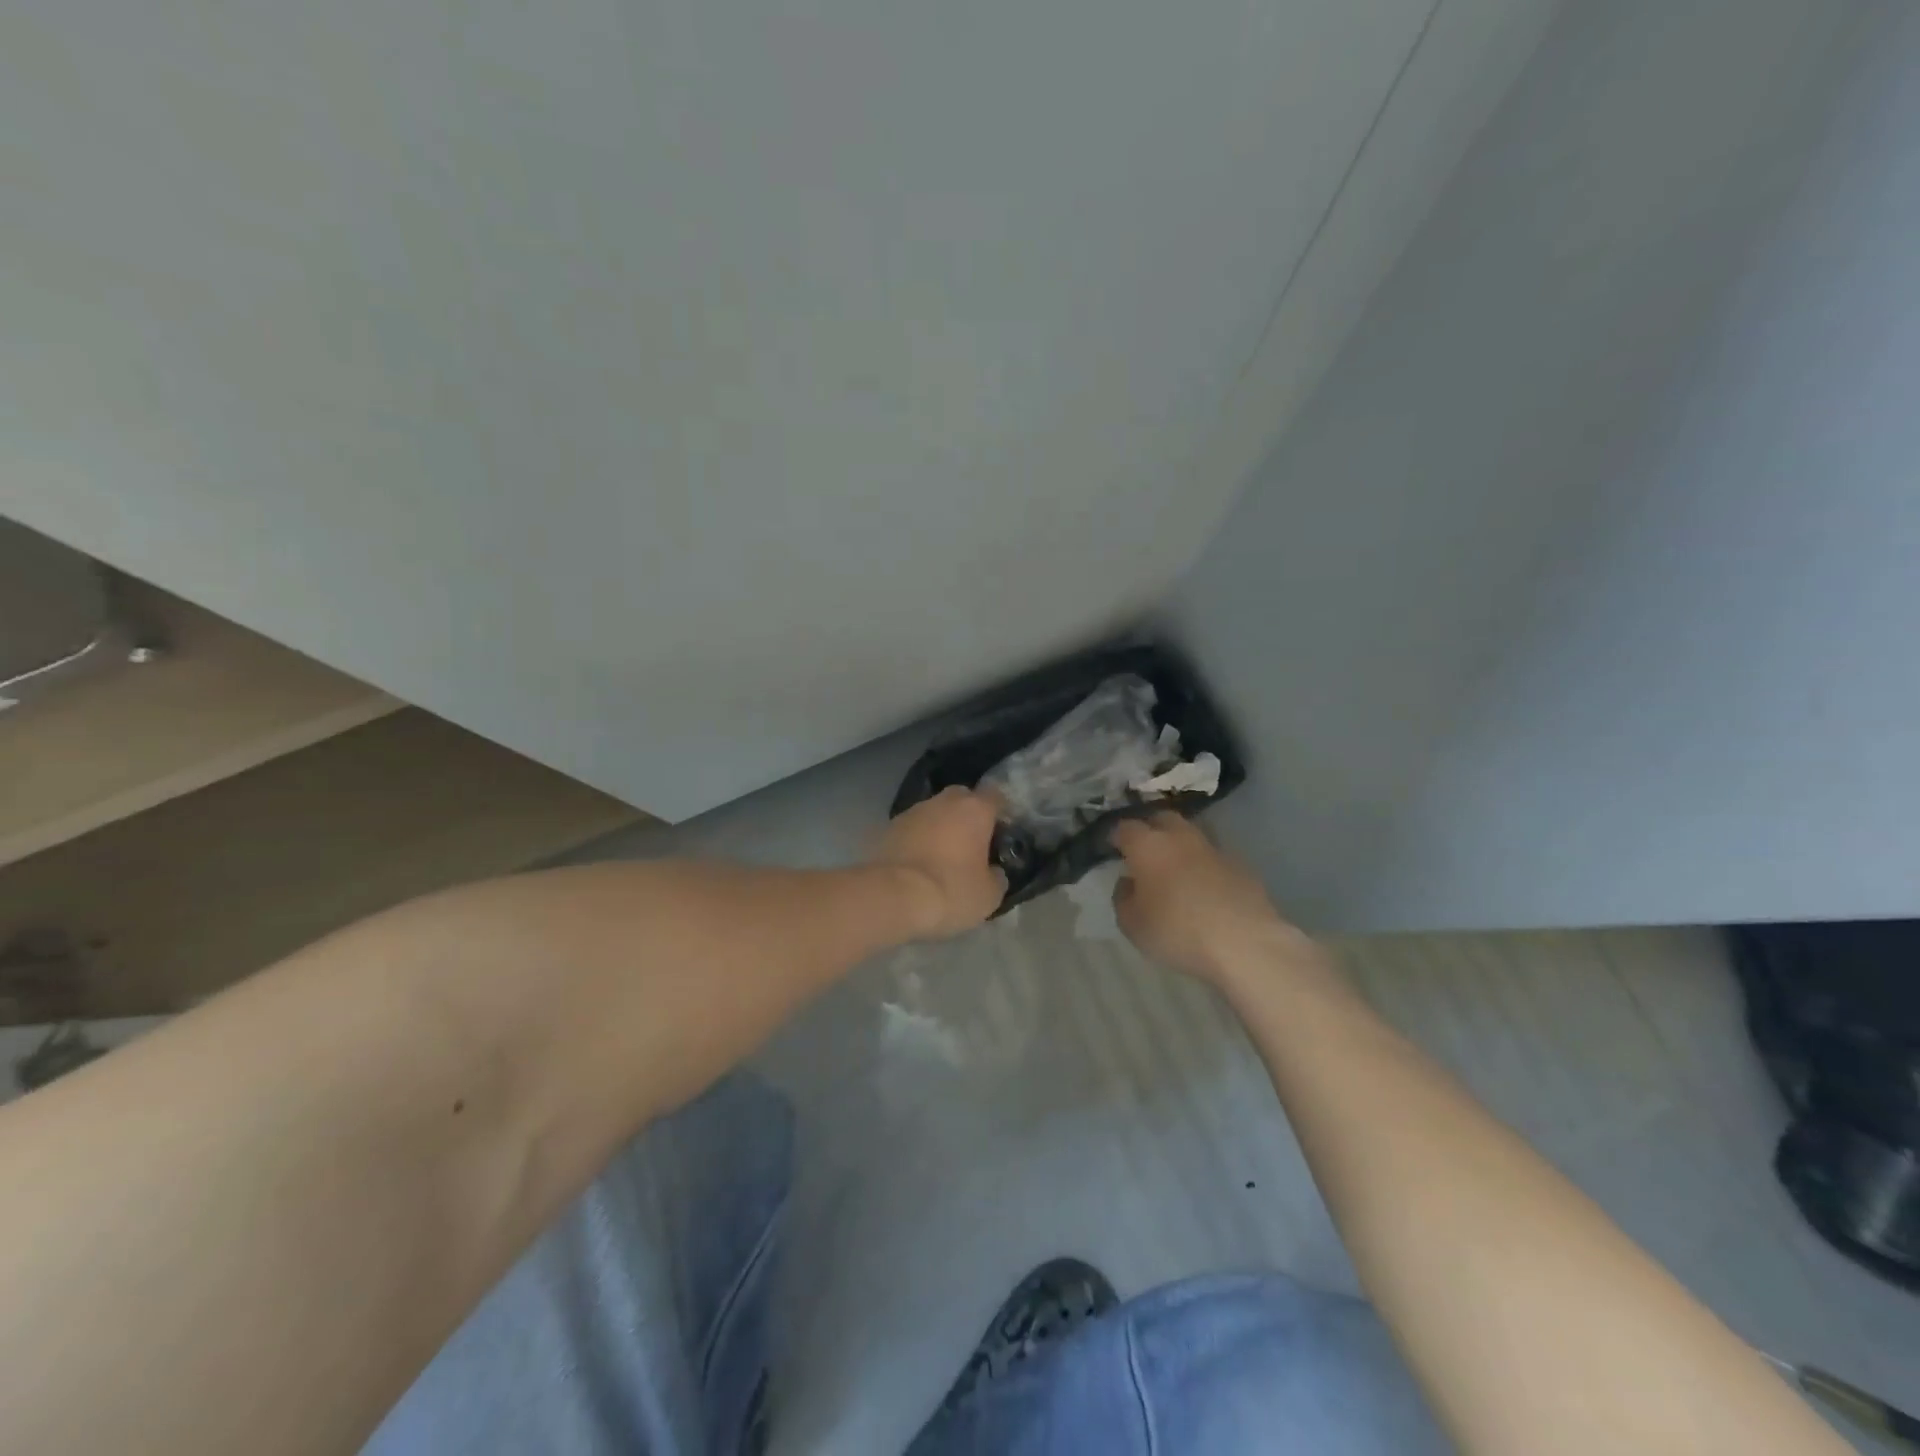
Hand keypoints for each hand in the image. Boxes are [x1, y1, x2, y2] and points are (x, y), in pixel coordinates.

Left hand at [874, 787, 1007, 939]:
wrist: (892, 897)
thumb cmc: (951, 890)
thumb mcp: (989, 895)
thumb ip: (996, 877)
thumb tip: (993, 872)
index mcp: (974, 809)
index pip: (995, 795)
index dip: (1000, 812)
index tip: (1002, 831)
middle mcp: (943, 801)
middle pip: (961, 798)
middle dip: (967, 815)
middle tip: (971, 843)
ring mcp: (911, 811)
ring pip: (933, 812)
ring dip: (939, 827)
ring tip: (941, 857)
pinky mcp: (887, 827)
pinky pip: (911, 829)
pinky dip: (916, 841)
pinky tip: (917, 864)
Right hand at [1110, 813, 1315, 984]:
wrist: (1244, 943)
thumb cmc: (1177, 931)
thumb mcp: (1132, 924)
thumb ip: (1123, 898)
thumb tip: (1128, 882)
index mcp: (1148, 845)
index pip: (1124, 827)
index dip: (1115, 836)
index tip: (1110, 848)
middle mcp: (1180, 837)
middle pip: (1161, 819)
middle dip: (1150, 829)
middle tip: (1143, 851)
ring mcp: (1214, 848)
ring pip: (1190, 835)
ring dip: (1179, 846)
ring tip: (1174, 869)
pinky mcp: (1241, 865)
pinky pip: (1213, 857)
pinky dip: (1203, 865)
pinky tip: (1203, 887)